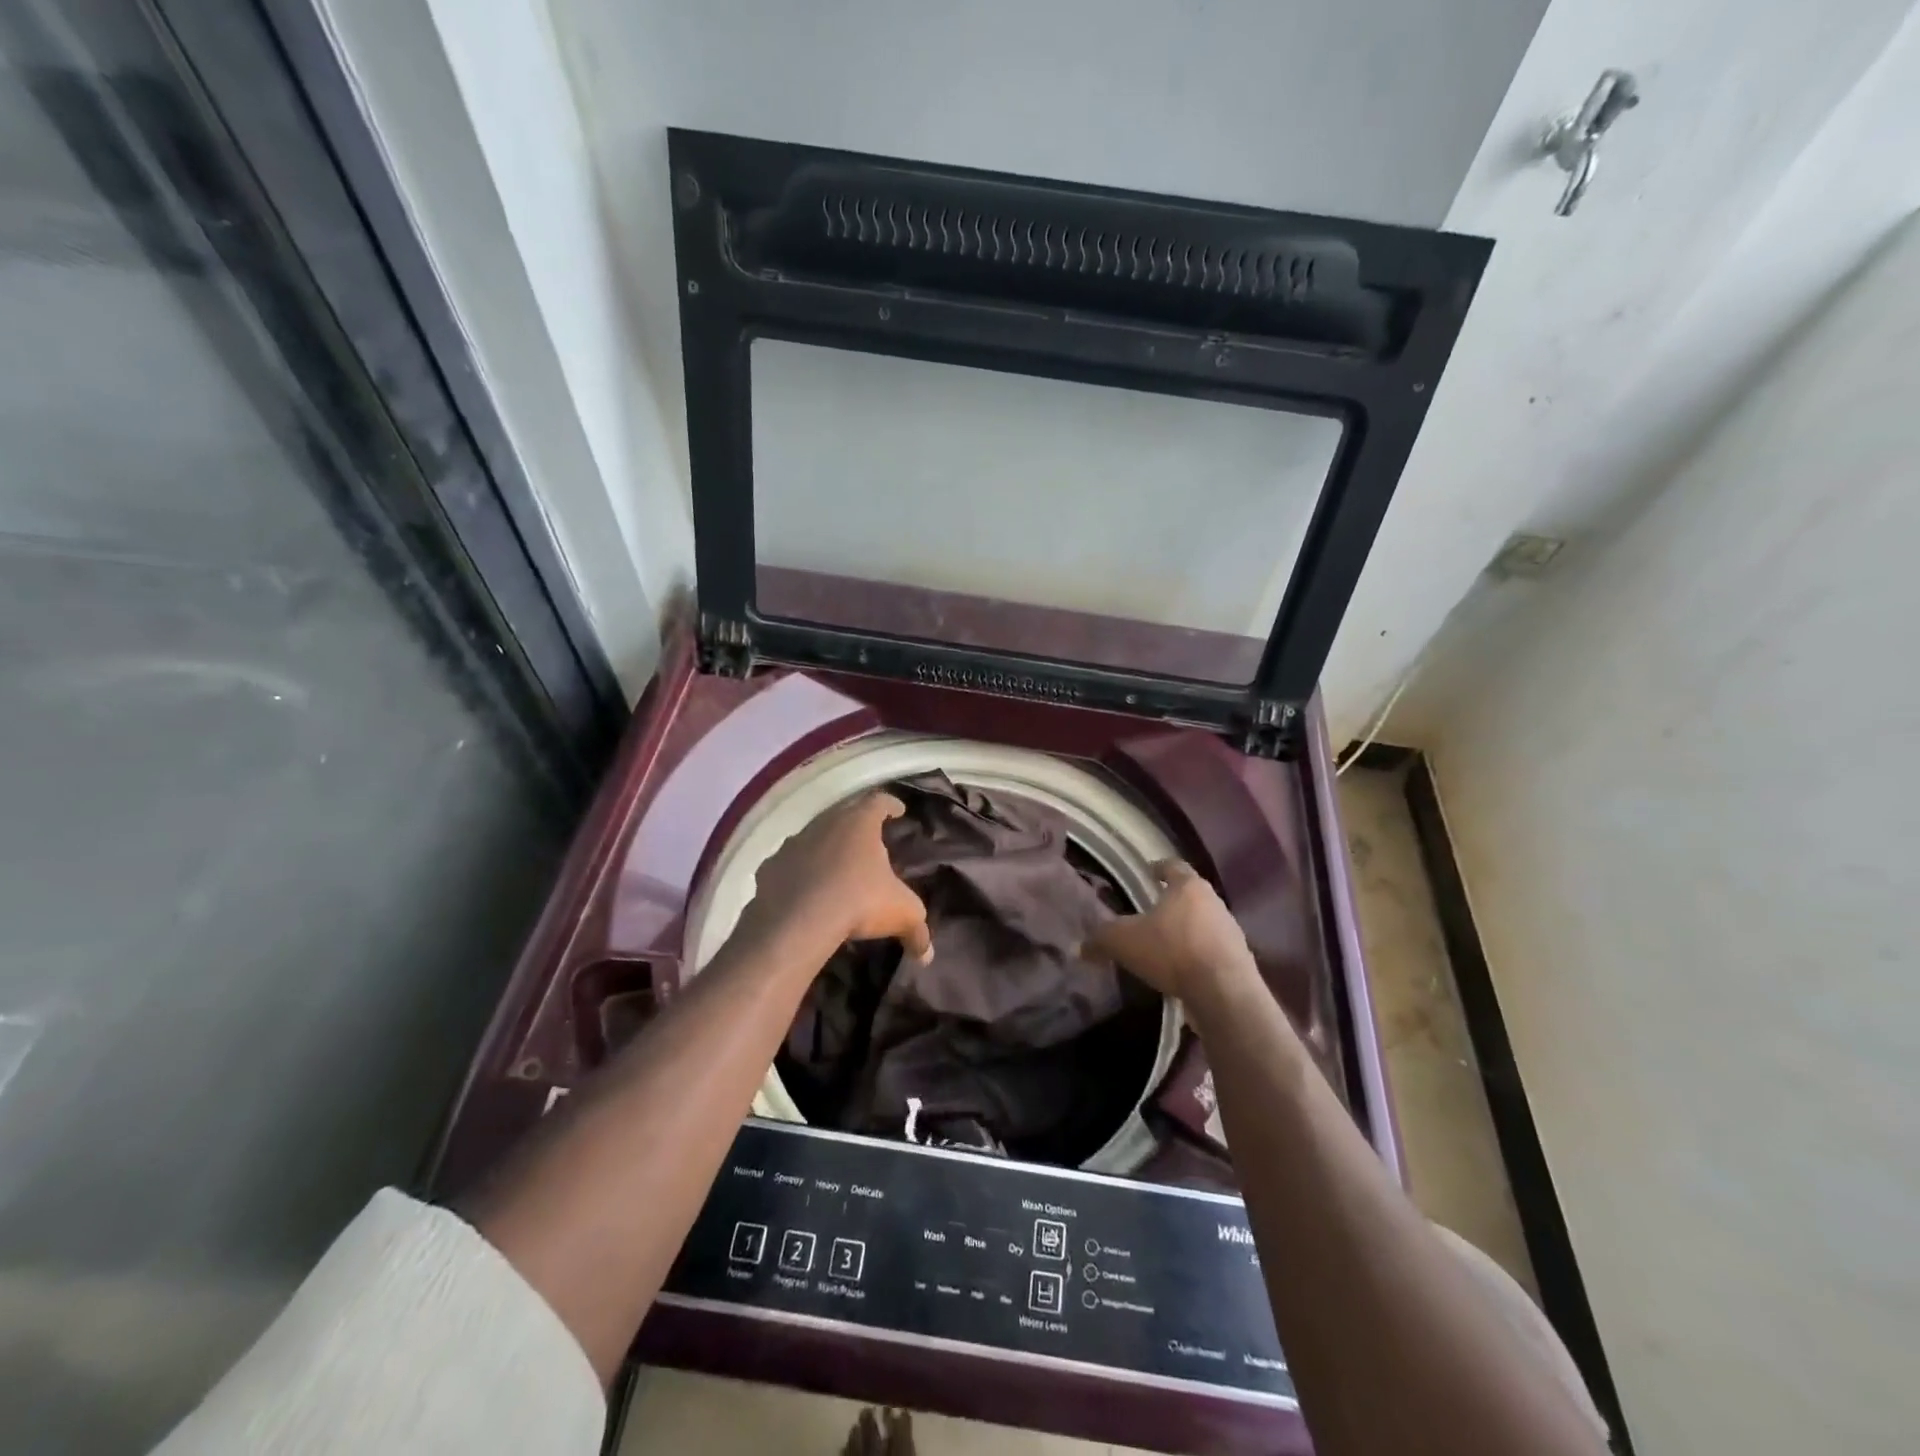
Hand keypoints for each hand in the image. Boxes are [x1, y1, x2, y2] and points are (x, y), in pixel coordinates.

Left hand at [748, 791, 932, 961]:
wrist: (796, 923)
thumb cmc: (858, 902)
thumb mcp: (901, 914)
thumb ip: (918, 930)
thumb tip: (928, 955)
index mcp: (859, 823)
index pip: (878, 801)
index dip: (890, 804)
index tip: (898, 810)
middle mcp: (825, 823)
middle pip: (844, 813)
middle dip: (857, 824)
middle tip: (870, 838)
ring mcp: (793, 843)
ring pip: (814, 836)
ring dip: (826, 846)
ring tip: (837, 866)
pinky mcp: (770, 867)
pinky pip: (789, 864)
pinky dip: (799, 871)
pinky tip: (804, 888)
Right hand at [1087, 859, 1257, 1003]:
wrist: (1223, 992)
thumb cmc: (1172, 951)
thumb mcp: (1124, 942)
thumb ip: (1101, 939)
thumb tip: (1081, 946)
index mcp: (1188, 887)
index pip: (1173, 866)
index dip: (1159, 867)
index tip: (1150, 871)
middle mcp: (1214, 902)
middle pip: (1191, 894)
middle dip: (1172, 902)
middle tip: (1152, 911)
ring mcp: (1231, 931)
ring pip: (1204, 922)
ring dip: (1187, 929)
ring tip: (1166, 943)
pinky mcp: (1239, 959)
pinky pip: (1213, 950)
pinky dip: (1198, 955)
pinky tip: (1183, 970)